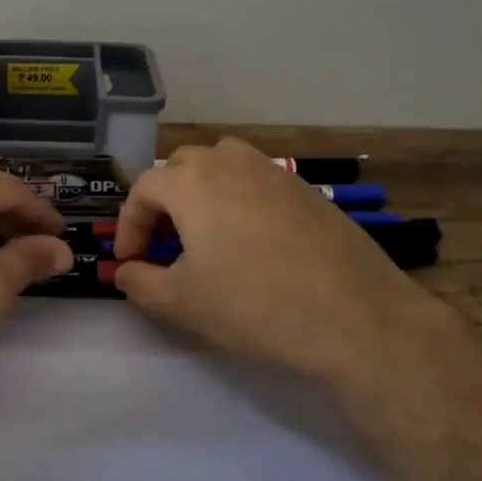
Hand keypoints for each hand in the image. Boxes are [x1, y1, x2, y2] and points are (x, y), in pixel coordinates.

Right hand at [111, 138, 446, 388]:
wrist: (355, 317)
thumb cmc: (255, 306)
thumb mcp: (182, 303)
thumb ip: (140, 283)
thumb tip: (126, 272)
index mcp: (193, 183)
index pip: (143, 189)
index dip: (129, 225)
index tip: (129, 260)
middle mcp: (230, 163)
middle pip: (181, 166)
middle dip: (163, 201)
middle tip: (164, 243)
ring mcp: (274, 172)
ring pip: (223, 163)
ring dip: (203, 190)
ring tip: (206, 231)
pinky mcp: (307, 190)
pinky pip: (258, 180)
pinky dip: (240, 199)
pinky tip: (253, 241)